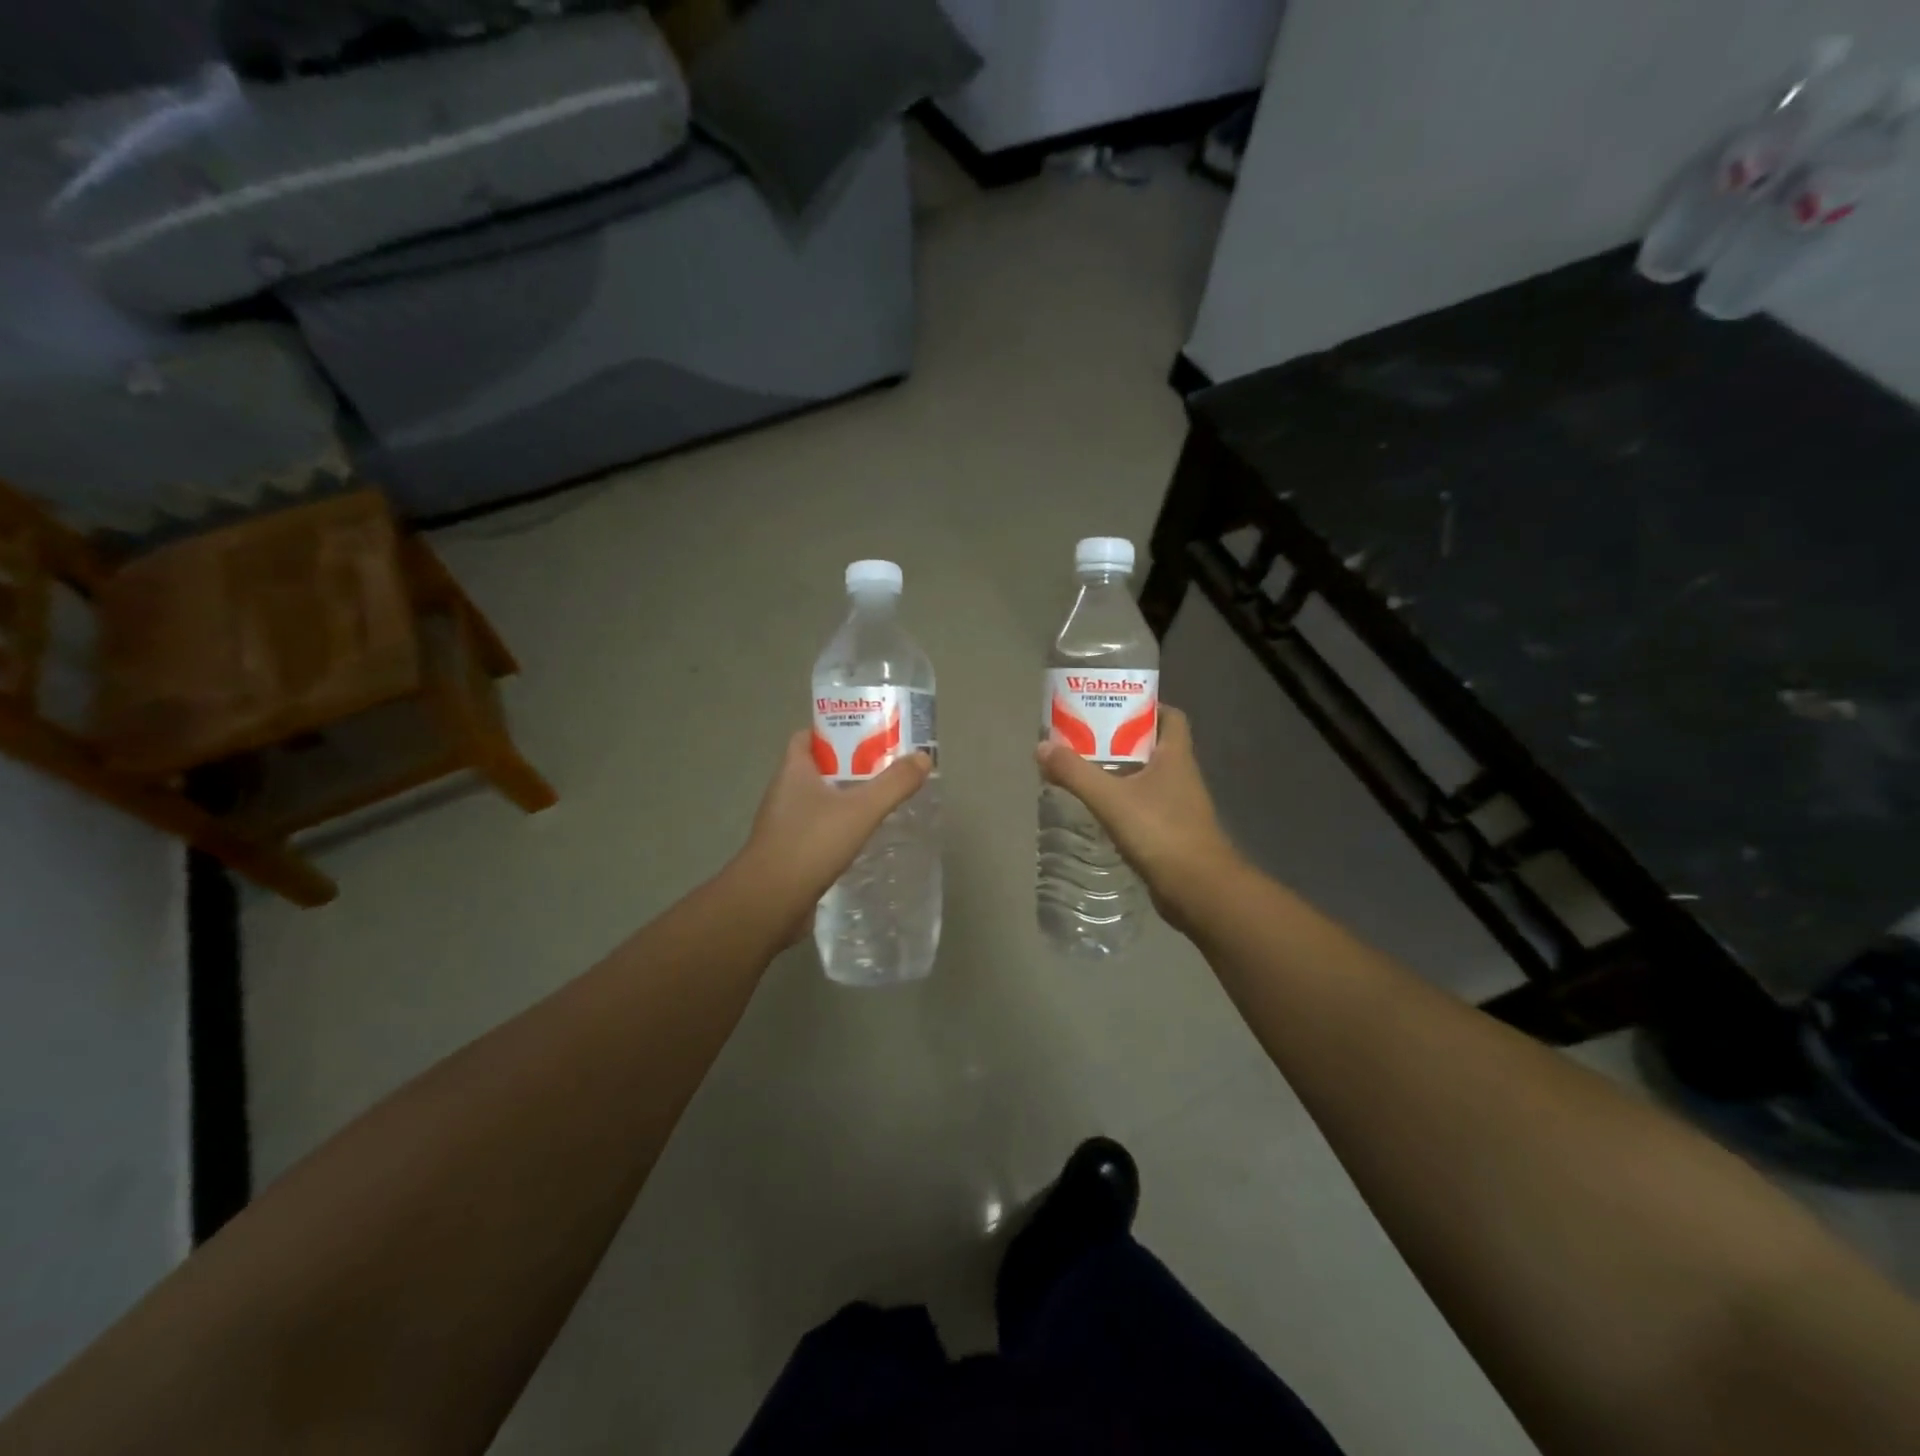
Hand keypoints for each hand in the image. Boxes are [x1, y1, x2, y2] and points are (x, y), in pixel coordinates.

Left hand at [734, 732, 931, 941]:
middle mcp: (784, 793)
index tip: (866, 734)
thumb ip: (894, 783)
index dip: (834, 731)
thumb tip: (924, 757)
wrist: (769, 903)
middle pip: (817, 768)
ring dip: (845, 799)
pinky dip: (838, 828)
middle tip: (885, 767)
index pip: (808, 737)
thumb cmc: (810, 844)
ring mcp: (784, 825)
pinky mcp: (789, 853)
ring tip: (880, 800)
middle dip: (849, 765)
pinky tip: (862, 838)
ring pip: (818, 801)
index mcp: (793, 771)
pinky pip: (817, 830)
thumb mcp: (861, 810)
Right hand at [1036, 704, 1242, 932]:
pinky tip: (1098, 808)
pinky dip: (1122, 801)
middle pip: (1152, 745)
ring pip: (1146, 777)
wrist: (1198, 890)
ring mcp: (1178, 805)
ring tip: (1083, 769)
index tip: (1112, 706)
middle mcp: (1180, 775)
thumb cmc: (1161, 833)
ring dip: (1119, 771)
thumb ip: (1075, 773)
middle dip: (1121, 739)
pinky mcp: (1170, 832)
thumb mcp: (1112, 799)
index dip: (1145, 706)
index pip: (1170, 716)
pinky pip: (1143, 805)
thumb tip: (1042, 746)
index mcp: (1175, 756)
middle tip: (1085, 737)